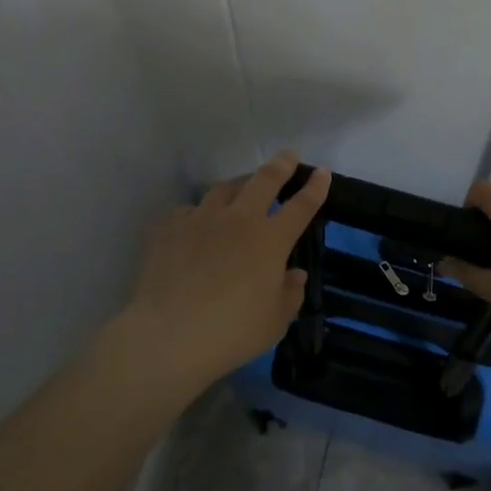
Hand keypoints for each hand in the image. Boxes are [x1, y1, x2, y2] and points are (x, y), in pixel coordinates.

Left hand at [111, 152, 330, 390]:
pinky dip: (200, 212)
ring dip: (239, 183)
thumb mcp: (274, 321)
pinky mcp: (170, 228)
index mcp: (270, 240)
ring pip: (224, 188)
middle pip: (264, 181)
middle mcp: (238, 220)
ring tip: (243, 185)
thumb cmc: (231, 332)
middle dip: (280, 165)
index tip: (322, 172)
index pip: (301, 206)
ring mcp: (201, 219)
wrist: (168, 334)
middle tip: (288, 156)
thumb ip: (290, 293)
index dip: (315, 188)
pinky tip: (197, 223)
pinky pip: (189, 210)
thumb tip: (293, 274)